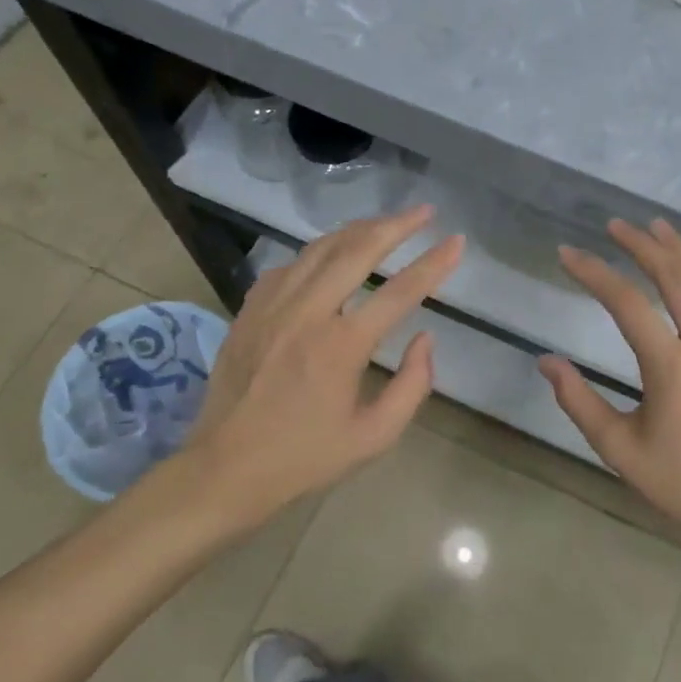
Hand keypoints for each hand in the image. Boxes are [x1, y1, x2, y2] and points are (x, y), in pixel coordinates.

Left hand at [178, 204, 462, 526]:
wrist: (223, 469)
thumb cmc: (304, 458)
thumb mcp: (373, 437)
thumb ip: (411, 386)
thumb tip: (425, 338)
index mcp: (342, 346)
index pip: (400, 291)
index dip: (433, 263)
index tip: (457, 242)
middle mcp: (308, 313)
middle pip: (358, 251)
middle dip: (396, 225)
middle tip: (423, 212)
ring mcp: (273, 306)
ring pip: (320, 249)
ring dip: (357, 230)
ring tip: (384, 222)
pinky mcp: (249, 310)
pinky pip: (289, 266)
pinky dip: (317, 253)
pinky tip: (330, 255)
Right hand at [538, 218, 680, 549]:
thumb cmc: (680, 482)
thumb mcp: (618, 449)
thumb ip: (578, 401)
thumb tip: (546, 361)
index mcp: (674, 369)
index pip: (629, 304)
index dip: (595, 274)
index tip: (568, 255)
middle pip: (677, 278)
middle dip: (644, 246)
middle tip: (615, 225)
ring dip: (679, 251)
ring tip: (655, 227)